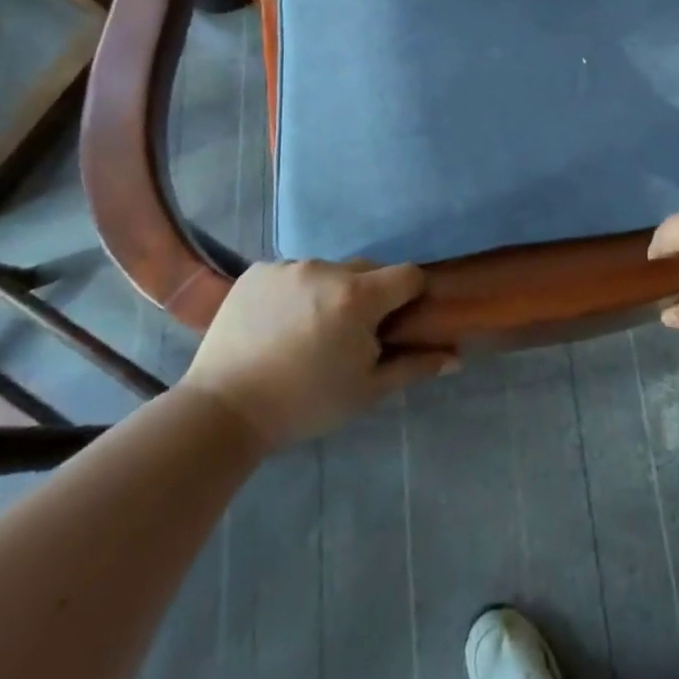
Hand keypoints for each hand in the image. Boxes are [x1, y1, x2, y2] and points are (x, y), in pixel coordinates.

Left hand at [180, 260, 456, 448]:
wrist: (222, 411)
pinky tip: (278, 325)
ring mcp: (288, 267)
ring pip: (328, 272)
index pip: (407, 275)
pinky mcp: (257, 271)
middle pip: (368, 270)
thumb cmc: (305, 404)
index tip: (396, 323)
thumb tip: (456, 358)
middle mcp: (326, 270)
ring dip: (330, 293)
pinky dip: (295, 292)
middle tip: (350, 335)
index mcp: (358, 297)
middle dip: (369, 296)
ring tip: (308, 332)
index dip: (410, 296)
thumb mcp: (367, 391)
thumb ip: (414, 366)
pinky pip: (292, 273)